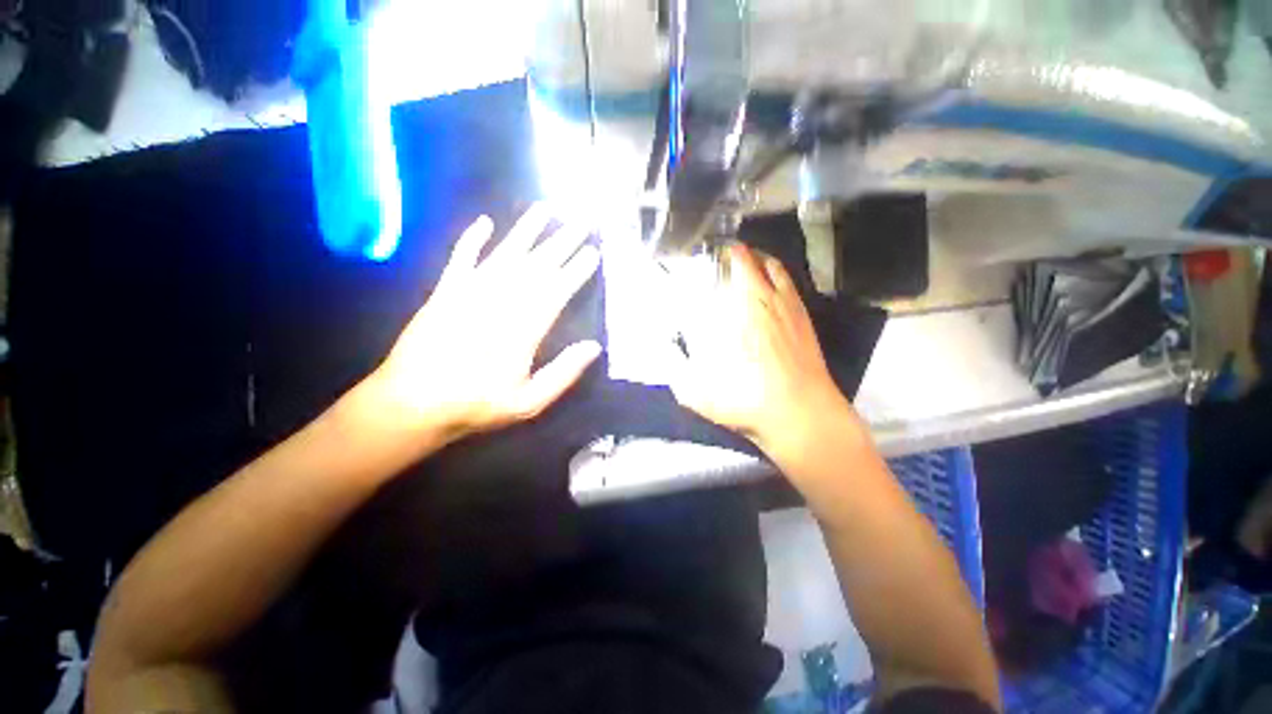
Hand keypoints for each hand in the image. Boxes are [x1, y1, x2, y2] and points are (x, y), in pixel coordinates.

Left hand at [357, 205, 601, 445]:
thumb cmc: (476, 405)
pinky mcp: (444, 291)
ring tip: (544, 209)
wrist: (412, 403)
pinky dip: (472, 239)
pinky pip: (461, 258)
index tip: (593, 251)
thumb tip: (594, 347)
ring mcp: (470, 292)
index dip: (577, 269)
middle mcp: (501, 300)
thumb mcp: (529, 401)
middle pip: (538, 265)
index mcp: (524, 327)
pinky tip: (483, 222)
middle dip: (562, 242)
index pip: (557, 290)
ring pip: (505, 253)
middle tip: (582, 220)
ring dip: (526, 230)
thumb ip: (563, 373)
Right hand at [672, 243, 855, 458]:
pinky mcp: (807, 324)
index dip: (728, 253)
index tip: (715, 251)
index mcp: (746, 309)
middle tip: (729, 256)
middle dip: (745, 253)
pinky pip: (794, 289)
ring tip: (751, 264)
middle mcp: (771, 302)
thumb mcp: (701, 395)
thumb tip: (665, 352)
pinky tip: (773, 291)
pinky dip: (781, 281)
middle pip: (761, 262)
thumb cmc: (750, 400)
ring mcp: (793, 311)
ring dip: (765, 262)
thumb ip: (678, 373)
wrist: (802, 415)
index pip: (739, 266)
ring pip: (781, 272)